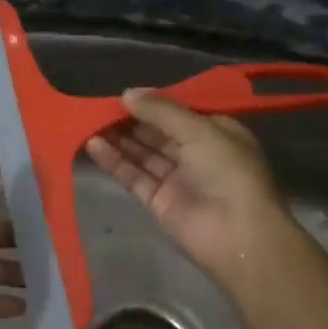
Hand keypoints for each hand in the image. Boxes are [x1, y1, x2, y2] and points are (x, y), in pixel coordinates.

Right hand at [86, 90, 291, 284]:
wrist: (239, 235)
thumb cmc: (228, 171)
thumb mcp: (199, 130)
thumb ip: (161, 111)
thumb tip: (127, 93)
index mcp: (216, 132)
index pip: (179, 112)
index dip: (152, 103)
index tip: (124, 94)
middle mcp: (196, 153)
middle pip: (157, 132)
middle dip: (130, 119)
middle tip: (98, 107)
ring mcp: (176, 178)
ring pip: (142, 153)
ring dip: (117, 138)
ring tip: (88, 122)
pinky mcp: (158, 201)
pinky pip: (133, 175)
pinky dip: (114, 160)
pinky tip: (93, 145)